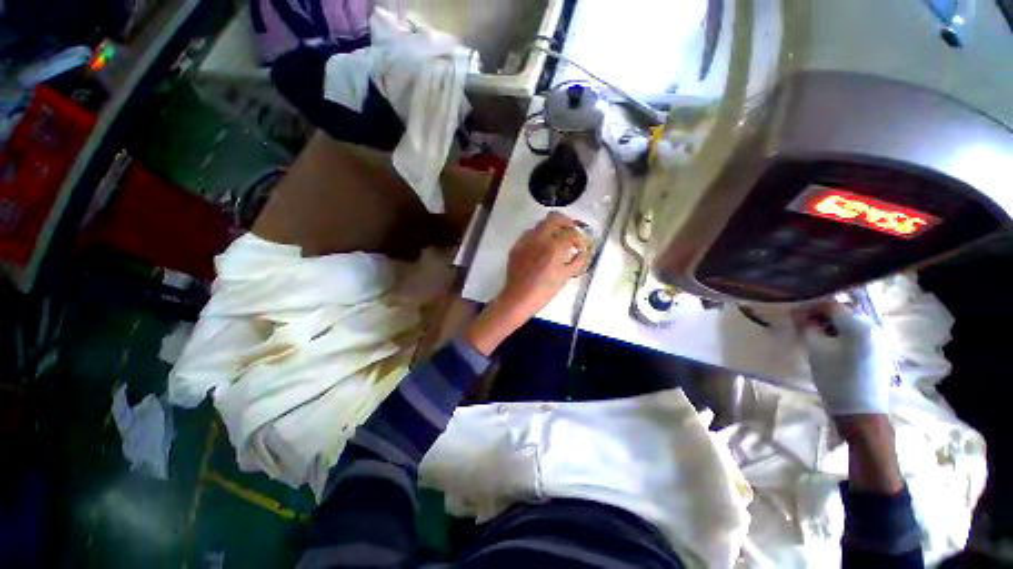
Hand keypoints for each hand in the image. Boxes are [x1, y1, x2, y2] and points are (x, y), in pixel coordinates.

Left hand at [465, 213, 591, 355]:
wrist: (518, 298)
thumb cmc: (544, 290)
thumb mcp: (565, 277)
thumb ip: (577, 262)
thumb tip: (582, 253)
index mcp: (554, 246)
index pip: (572, 233)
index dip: (580, 238)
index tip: (581, 245)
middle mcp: (539, 238)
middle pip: (555, 218)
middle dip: (566, 222)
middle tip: (571, 231)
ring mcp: (526, 241)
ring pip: (541, 224)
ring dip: (552, 227)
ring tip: (557, 239)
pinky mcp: (517, 246)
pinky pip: (529, 234)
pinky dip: (539, 235)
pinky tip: (541, 247)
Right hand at [794, 304, 903, 493]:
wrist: (861, 412)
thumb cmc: (836, 378)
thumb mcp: (816, 351)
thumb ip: (808, 328)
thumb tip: (799, 314)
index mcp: (859, 325)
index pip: (831, 305)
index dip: (809, 307)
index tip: (793, 314)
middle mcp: (873, 327)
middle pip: (843, 312)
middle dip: (821, 315)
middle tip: (802, 324)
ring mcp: (879, 340)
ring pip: (850, 323)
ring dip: (831, 325)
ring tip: (815, 335)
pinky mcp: (879, 352)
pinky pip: (858, 334)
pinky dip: (842, 334)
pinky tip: (831, 346)